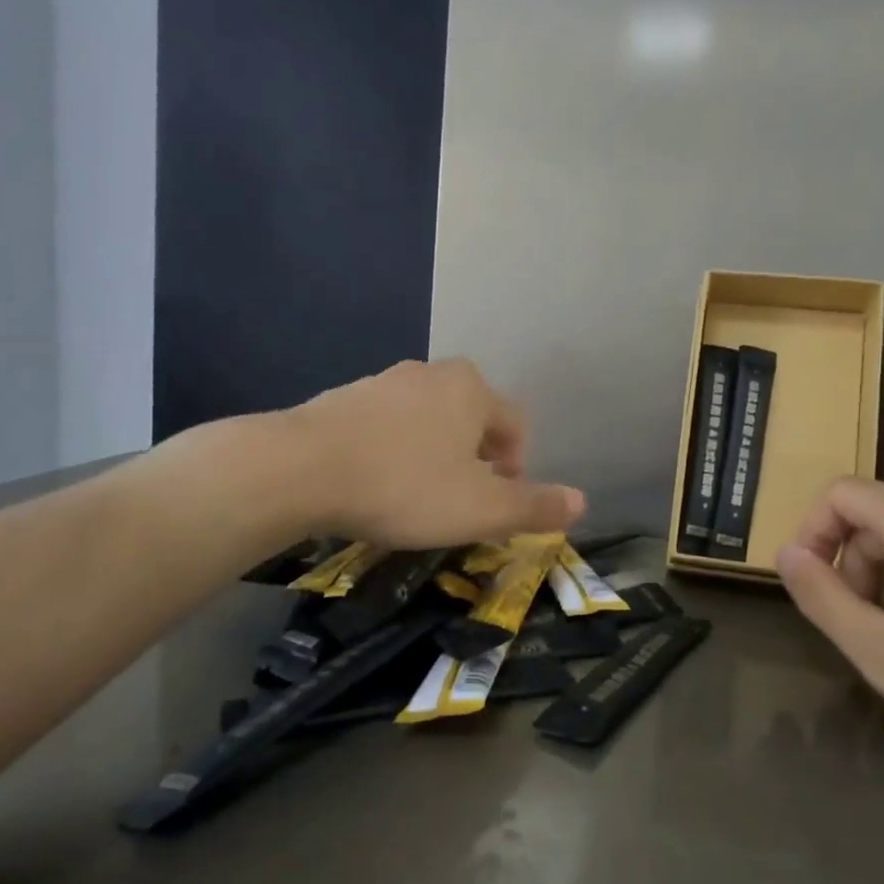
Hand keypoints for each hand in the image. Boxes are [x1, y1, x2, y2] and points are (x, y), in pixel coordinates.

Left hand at [287, 358, 584, 547]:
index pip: (515, 424)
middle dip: (476, 459)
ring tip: (418, 496)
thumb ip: (535, 506)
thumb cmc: (406, 486)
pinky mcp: (343, 399)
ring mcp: (383, 382)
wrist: (301, 469)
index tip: (498, 502)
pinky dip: (393, 452)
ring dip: (434, 455)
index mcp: (472, 390)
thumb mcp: (481, 508)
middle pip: (472, 419)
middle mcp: (431, 374)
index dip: (517, 466)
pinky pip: (387, 426)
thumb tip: (582, 503)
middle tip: (461, 501)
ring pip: (428, 421)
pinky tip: (376, 483)